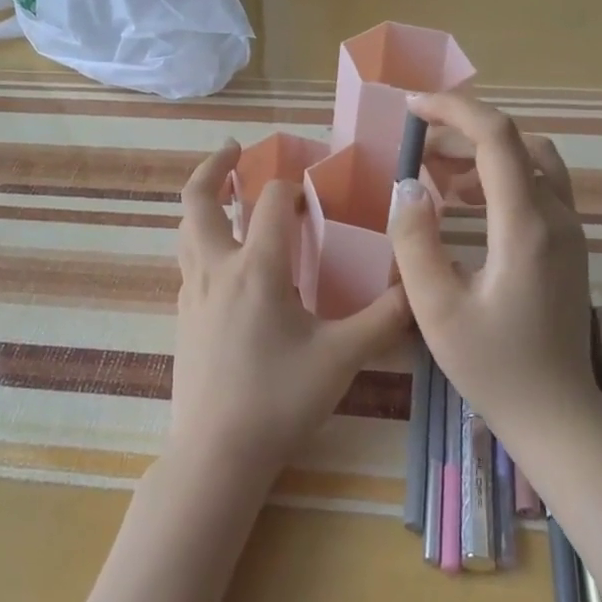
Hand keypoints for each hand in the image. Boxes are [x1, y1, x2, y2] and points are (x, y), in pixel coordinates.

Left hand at [172, 141, 411, 482]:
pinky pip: (187, 262)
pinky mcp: (182, 317)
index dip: (291, 185)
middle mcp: (217, 268)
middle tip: (234, 149)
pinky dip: (201, 240)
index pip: (271, 202)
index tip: (309, 183)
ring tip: (223, 192)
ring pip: (186, 229)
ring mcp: (192, 293)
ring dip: (202, 202)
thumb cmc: (280, 399)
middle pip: (200, 200)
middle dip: (214, 167)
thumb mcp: (342, 358)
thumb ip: (384, 320)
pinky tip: (224, 260)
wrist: (216, 453)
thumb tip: (419, 289)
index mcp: (258, 268)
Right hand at [388, 91, 597, 439]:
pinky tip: (465, 205)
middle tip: (416, 148)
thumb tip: (408, 185)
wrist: (556, 413)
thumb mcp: (436, 308)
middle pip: (515, 142)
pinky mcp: (568, 245)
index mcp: (524, 225)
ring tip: (437, 176)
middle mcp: (556, 216)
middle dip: (462, 132)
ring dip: (484, 155)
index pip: (497, 137)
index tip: (412, 107)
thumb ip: (415, 241)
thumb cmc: (493, 365)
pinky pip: (539, 187)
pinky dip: (501, 177)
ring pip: (532, 160)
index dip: (454, 110)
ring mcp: (569, 230)